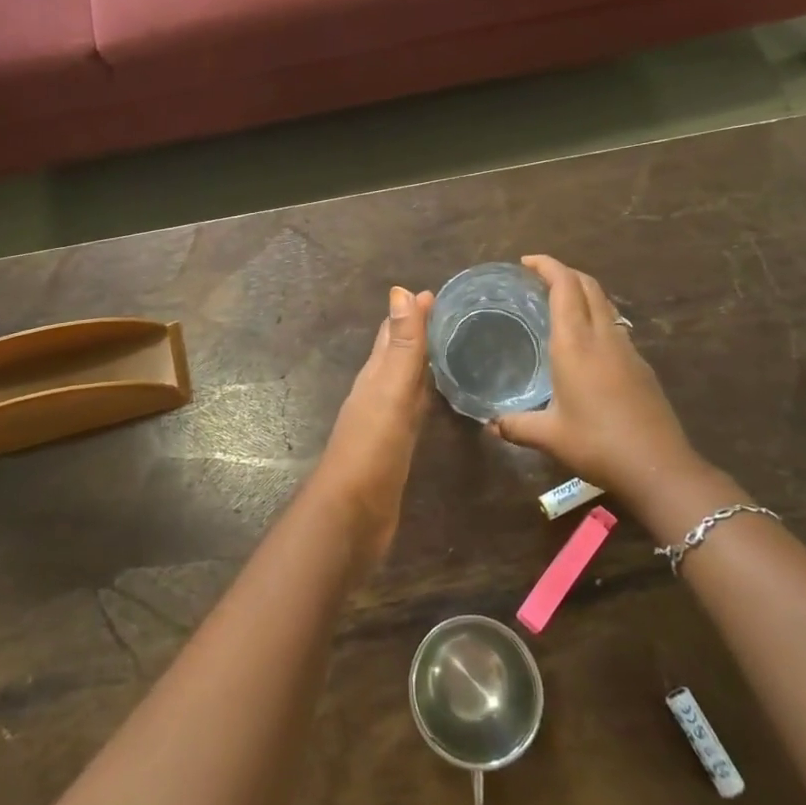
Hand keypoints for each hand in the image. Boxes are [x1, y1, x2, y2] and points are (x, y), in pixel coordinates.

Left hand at [313, 286, 435, 572]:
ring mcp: (386, 420)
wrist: (351, 514)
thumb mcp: (390, 390)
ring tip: (453, 348)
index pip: (394, 332)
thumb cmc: (372, 447)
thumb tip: (402, 290)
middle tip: (454, 315)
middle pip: (399, 353)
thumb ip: (400, 345)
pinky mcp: (396, 447)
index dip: (413, 312)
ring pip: (407, 380)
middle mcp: (378, 391)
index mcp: (376, 374)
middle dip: (420, 332)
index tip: (440, 292)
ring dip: (424, 363)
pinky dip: (425, 396)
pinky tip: (436, 399)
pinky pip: (414, 410)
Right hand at [491, 255, 700, 512]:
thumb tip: (490, 424)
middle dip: (564, 272)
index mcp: (575, 343)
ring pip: (605, 303)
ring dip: (583, 291)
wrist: (658, 467)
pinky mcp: (641, 365)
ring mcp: (626, 349)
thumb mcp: (549, 436)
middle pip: (587, 285)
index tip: (526, 262)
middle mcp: (602, 336)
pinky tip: (586, 341)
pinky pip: (615, 325)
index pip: (564, 286)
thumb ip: (516, 425)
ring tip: (560, 302)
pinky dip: (597, 315)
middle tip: (538, 277)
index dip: (547, 265)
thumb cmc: (597, 444)